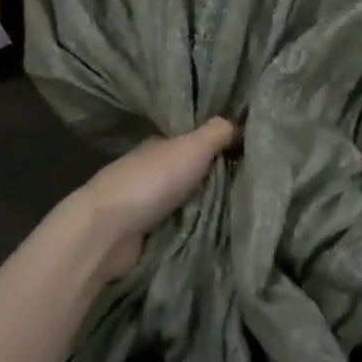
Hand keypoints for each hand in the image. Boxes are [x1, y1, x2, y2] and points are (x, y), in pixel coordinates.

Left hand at [63, 118, 238, 280]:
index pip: (194, 143)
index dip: (219, 148)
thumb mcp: (191, 147)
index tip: (250, 157)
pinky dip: (194, 231)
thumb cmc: (150, 182)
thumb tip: (242, 125)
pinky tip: (218, 236)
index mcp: (159, 147)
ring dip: (207, 209)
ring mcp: (145, 205)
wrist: (107, 231)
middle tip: (254, 189)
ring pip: (186, 203)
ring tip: (244, 215)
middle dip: (216, 181)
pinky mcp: (144, 236)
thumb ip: (217, 132)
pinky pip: (178, 229)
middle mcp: (151, 172)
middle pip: (191, 174)